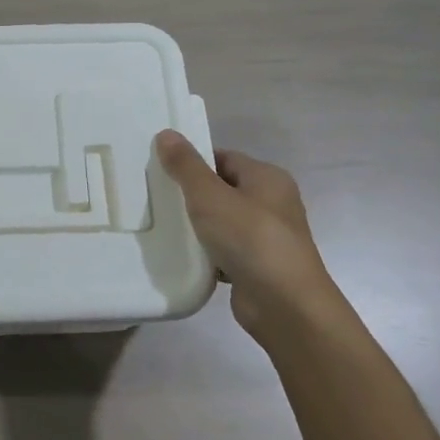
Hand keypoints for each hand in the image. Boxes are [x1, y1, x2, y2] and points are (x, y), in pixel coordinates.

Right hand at [154, 131, 334, 340]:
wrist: (285, 305)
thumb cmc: (250, 239)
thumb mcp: (210, 196)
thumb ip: (186, 166)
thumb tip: (166, 133)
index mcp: (267, 178)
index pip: (223, 159)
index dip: (193, 162)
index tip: (161, 171)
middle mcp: (272, 203)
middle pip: (222, 190)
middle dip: (191, 195)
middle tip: (155, 198)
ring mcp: (266, 237)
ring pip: (222, 222)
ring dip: (197, 226)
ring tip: (162, 226)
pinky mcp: (257, 266)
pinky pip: (224, 250)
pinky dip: (206, 253)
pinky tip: (182, 256)